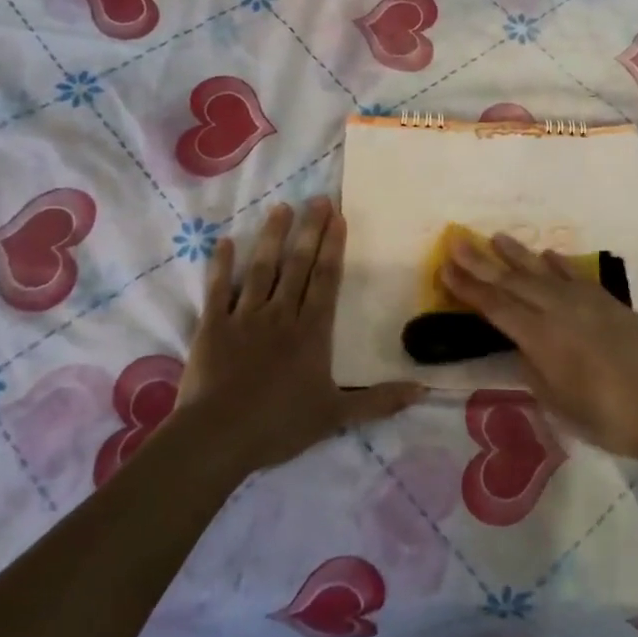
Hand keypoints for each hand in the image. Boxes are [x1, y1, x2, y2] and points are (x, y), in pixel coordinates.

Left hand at [181, 197, 422, 472]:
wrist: (218, 437)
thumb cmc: (280, 424)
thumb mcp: (337, 416)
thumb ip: (379, 401)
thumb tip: (424, 391)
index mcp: (312, 331)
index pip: (326, 279)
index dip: (333, 247)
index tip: (338, 217)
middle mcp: (281, 314)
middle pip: (298, 265)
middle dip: (309, 230)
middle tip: (318, 198)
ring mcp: (245, 317)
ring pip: (261, 268)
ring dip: (271, 237)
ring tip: (280, 208)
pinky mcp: (213, 326)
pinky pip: (218, 289)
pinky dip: (221, 266)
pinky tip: (223, 242)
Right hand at [442, 232, 637, 459]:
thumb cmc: (603, 416)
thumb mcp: (555, 401)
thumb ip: (533, 367)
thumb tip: (522, 344)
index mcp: (540, 337)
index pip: (495, 306)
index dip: (468, 288)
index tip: (445, 267)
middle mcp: (558, 310)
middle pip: (513, 281)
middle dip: (482, 262)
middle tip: (458, 241)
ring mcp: (585, 302)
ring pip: (543, 271)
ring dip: (517, 254)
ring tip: (496, 237)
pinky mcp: (608, 301)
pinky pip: (575, 275)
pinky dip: (558, 264)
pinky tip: (546, 255)